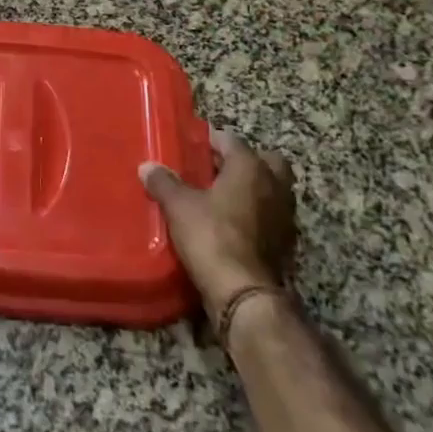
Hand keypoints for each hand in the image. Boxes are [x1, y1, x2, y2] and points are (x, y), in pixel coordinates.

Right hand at [141, 131, 296, 309]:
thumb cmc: (211, 235)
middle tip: (218, 168)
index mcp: (251, 168)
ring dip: (253, 189)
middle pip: (266, 161)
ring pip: (272, 190)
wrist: (243, 292)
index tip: (193, 144)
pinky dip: (257, 215)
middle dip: (246, 161)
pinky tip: (233, 224)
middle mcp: (274, 186)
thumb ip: (164, 182)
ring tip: (222, 197)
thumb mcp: (178, 206)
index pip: (232, 140)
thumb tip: (147, 166)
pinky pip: (270, 217)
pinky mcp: (285, 244)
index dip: (211, 139)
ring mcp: (285, 216)